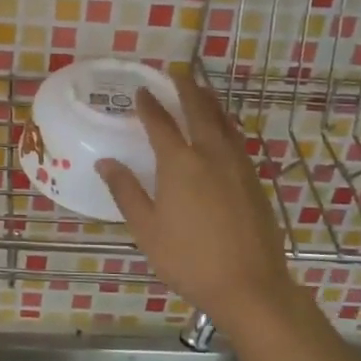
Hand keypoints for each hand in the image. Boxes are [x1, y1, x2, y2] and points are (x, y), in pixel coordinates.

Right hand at [98, 71, 306, 332]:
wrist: (250, 285)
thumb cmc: (189, 259)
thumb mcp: (146, 229)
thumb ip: (126, 191)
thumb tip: (105, 162)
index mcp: (180, 163)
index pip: (160, 123)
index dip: (149, 105)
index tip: (141, 90)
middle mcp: (211, 154)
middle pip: (199, 111)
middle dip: (186, 90)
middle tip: (177, 75)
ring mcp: (238, 165)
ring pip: (224, 122)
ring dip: (210, 102)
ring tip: (202, 91)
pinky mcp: (255, 180)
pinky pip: (237, 139)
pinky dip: (226, 124)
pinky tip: (223, 131)